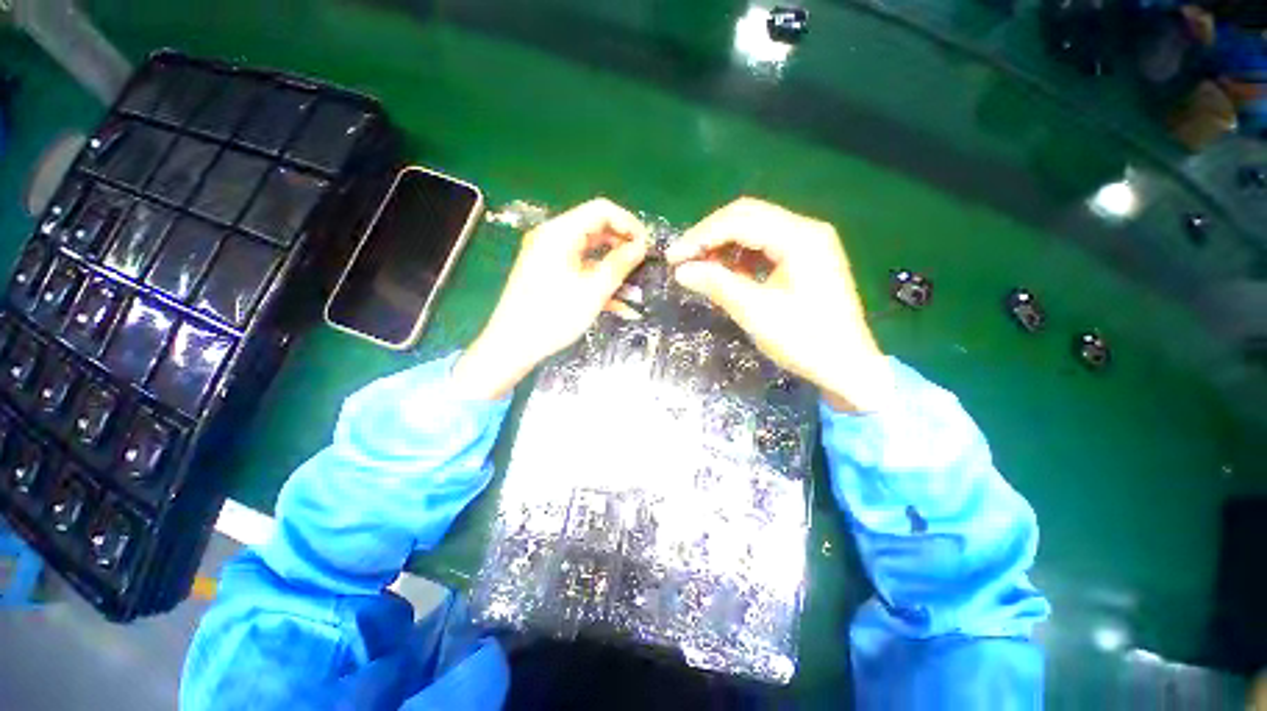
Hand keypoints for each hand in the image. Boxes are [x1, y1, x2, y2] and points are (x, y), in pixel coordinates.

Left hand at [453, 198, 648, 399]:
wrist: (512, 345)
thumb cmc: (553, 317)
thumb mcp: (593, 291)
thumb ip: (619, 265)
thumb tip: (641, 246)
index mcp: (560, 233)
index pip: (602, 210)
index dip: (629, 224)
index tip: (646, 245)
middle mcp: (552, 237)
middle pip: (595, 227)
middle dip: (622, 244)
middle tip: (643, 263)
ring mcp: (549, 255)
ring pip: (589, 249)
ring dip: (612, 263)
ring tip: (633, 282)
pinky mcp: (548, 272)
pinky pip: (579, 266)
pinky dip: (597, 277)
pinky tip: (616, 299)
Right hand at [666, 198, 892, 412]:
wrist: (847, 366)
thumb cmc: (804, 340)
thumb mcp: (755, 312)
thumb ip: (717, 284)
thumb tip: (681, 270)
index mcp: (799, 237)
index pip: (739, 221)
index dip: (701, 236)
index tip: (673, 258)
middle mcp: (805, 229)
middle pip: (747, 217)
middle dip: (710, 236)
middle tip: (682, 259)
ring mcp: (808, 243)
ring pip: (754, 230)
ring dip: (724, 245)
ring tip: (701, 267)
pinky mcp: (805, 259)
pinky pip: (765, 247)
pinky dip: (740, 257)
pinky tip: (727, 273)